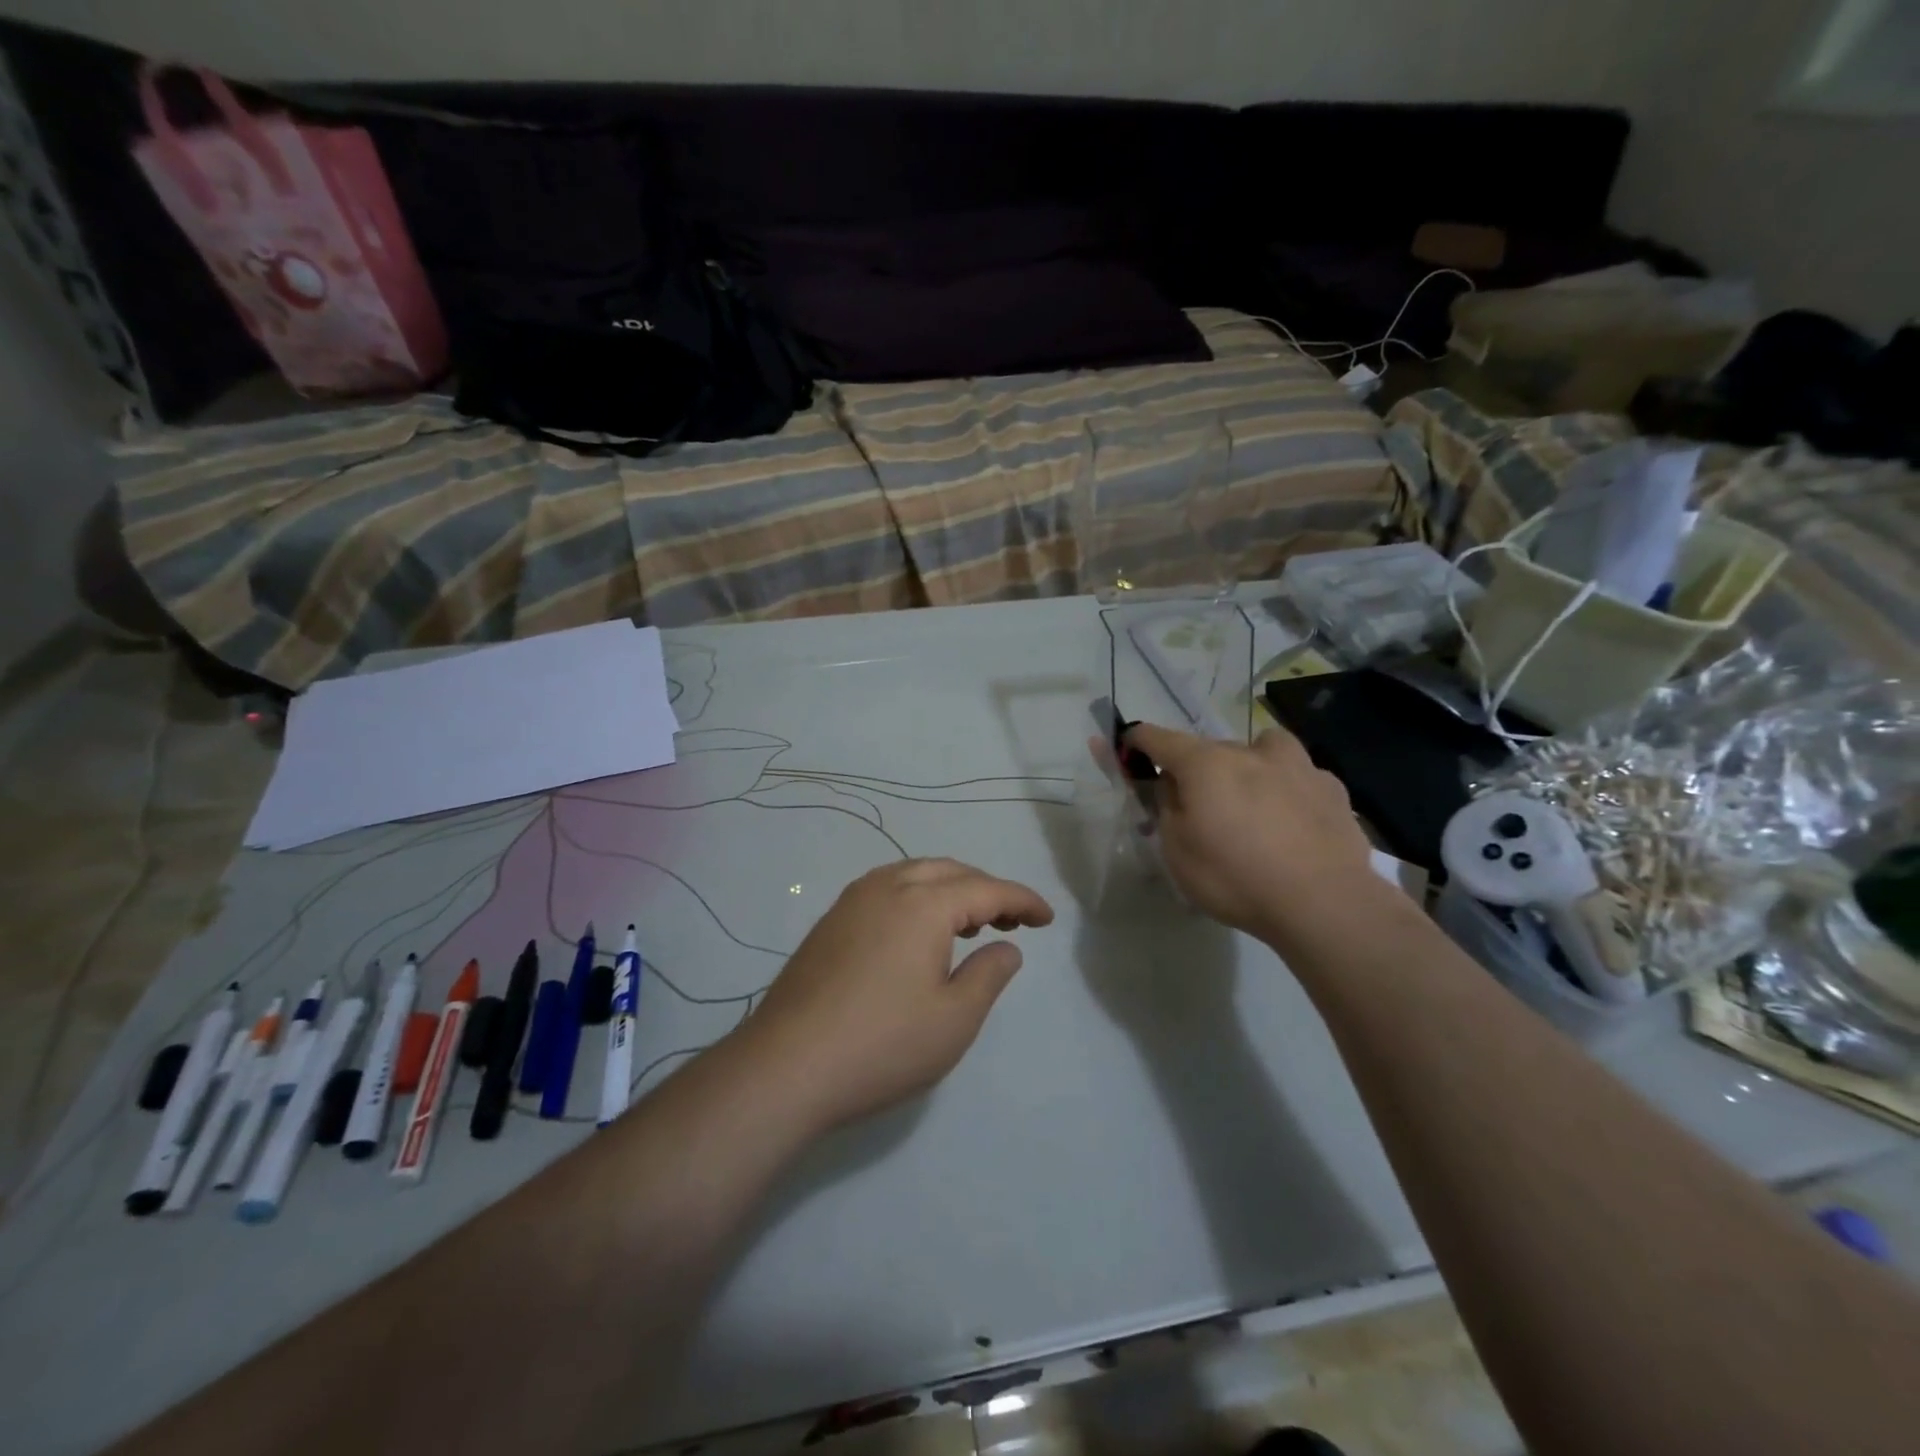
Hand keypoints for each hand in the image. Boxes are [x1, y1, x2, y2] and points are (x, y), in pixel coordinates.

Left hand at [738, 859, 1054, 1130]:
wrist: (786, 1067)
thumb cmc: (882, 1045)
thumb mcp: (954, 1019)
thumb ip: (989, 974)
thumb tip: (1007, 946)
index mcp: (923, 903)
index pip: (987, 889)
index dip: (1022, 900)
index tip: (1048, 918)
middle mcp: (887, 887)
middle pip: (950, 872)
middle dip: (986, 890)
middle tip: (1012, 921)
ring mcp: (852, 902)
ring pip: (914, 875)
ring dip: (950, 890)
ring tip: (970, 925)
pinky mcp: (830, 922)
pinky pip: (886, 890)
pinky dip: (917, 898)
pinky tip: (919, 935)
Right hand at [1123, 723, 1378, 947]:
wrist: (1324, 904)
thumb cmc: (1235, 877)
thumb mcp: (1176, 851)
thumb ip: (1167, 808)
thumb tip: (1171, 784)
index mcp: (1206, 764)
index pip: (1159, 738)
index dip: (1137, 740)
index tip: (1127, 746)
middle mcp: (1251, 752)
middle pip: (1212, 749)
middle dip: (1198, 769)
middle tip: (1197, 806)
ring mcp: (1299, 767)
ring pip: (1264, 750)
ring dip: (1251, 765)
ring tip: (1254, 799)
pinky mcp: (1334, 790)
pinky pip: (1300, 778)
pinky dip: (1289, 790)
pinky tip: (1294, 822)